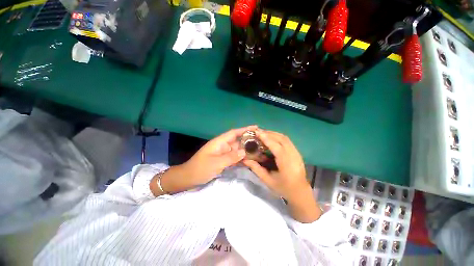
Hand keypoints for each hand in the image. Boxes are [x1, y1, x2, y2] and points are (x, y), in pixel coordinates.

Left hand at [158, 125, 257, 194]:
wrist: (188, 178)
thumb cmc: (200, 168)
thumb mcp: (216, 163)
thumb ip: (230, 157)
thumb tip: (244, 151)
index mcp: (219, 142)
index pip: (234, 133)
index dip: (244, 129)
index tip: (256, 127)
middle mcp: (223, 146)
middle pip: (237, 141)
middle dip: (248, 140)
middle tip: (262, 141)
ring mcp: (223, 153)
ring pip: (237, 150)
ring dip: (246, 150)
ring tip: (259, 150)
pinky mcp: (223, 160)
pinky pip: (234, 157)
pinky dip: (241, 158)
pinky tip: (250, 159)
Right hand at [243, 130, 307, 200]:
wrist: (300, 192)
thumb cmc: (283, 188)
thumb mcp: (267, 180)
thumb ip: (256, 168)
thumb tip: (245, 160)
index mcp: (286, 164)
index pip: (276, 146)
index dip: (266, 138)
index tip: (257, 132)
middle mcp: (293, 155)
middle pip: (281, 139)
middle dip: (269, 133)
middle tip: (257, 132)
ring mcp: (297, 153)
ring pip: (285, 138)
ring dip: (273, 134)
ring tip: (263, 133)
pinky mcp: (297, 152)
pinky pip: (287, 140)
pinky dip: (278, 137)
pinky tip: (271, 138)